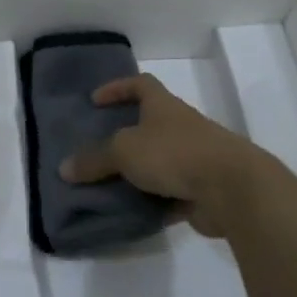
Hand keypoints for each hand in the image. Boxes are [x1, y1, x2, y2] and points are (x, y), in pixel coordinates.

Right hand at [58, 73, 266, 237]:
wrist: (232, 189)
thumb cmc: (174, 153)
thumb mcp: (123, 151)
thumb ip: (94, 159)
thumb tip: (65, 168)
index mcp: (163, 106)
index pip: (140, 84)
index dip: (117, 88)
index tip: (95, 100)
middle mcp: (181, 127)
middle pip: (150, 124)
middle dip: (124, 135)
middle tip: (96, 148)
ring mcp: (195, 158)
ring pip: (159, 161)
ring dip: (137, 172)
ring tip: (107, 185)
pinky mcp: (202, 190)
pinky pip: (170, 193)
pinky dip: (152, 201)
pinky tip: (131, 212)